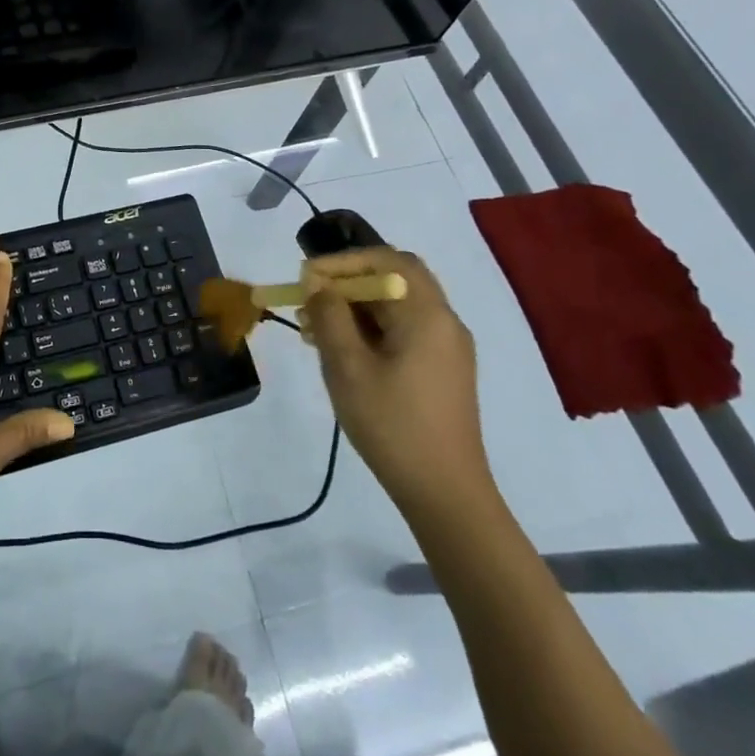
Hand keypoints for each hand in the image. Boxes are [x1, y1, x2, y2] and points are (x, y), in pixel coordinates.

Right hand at [298, 246, 490, 515]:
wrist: (446, 494)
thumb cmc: (393, 425)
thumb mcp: (348, 367)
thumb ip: (330, 316)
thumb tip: (317, 284)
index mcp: (427, 314)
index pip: (386, 260)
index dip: (343, 261)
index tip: (307, 276)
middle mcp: (444, 321)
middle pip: (396, 277)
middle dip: (349, 280)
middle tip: (313, 296)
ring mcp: (447, 347)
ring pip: (398, 304)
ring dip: (357, 305)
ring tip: (316, 327)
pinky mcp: (443, 370)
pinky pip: (405, 329)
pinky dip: (372, 326)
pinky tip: (342, 350)